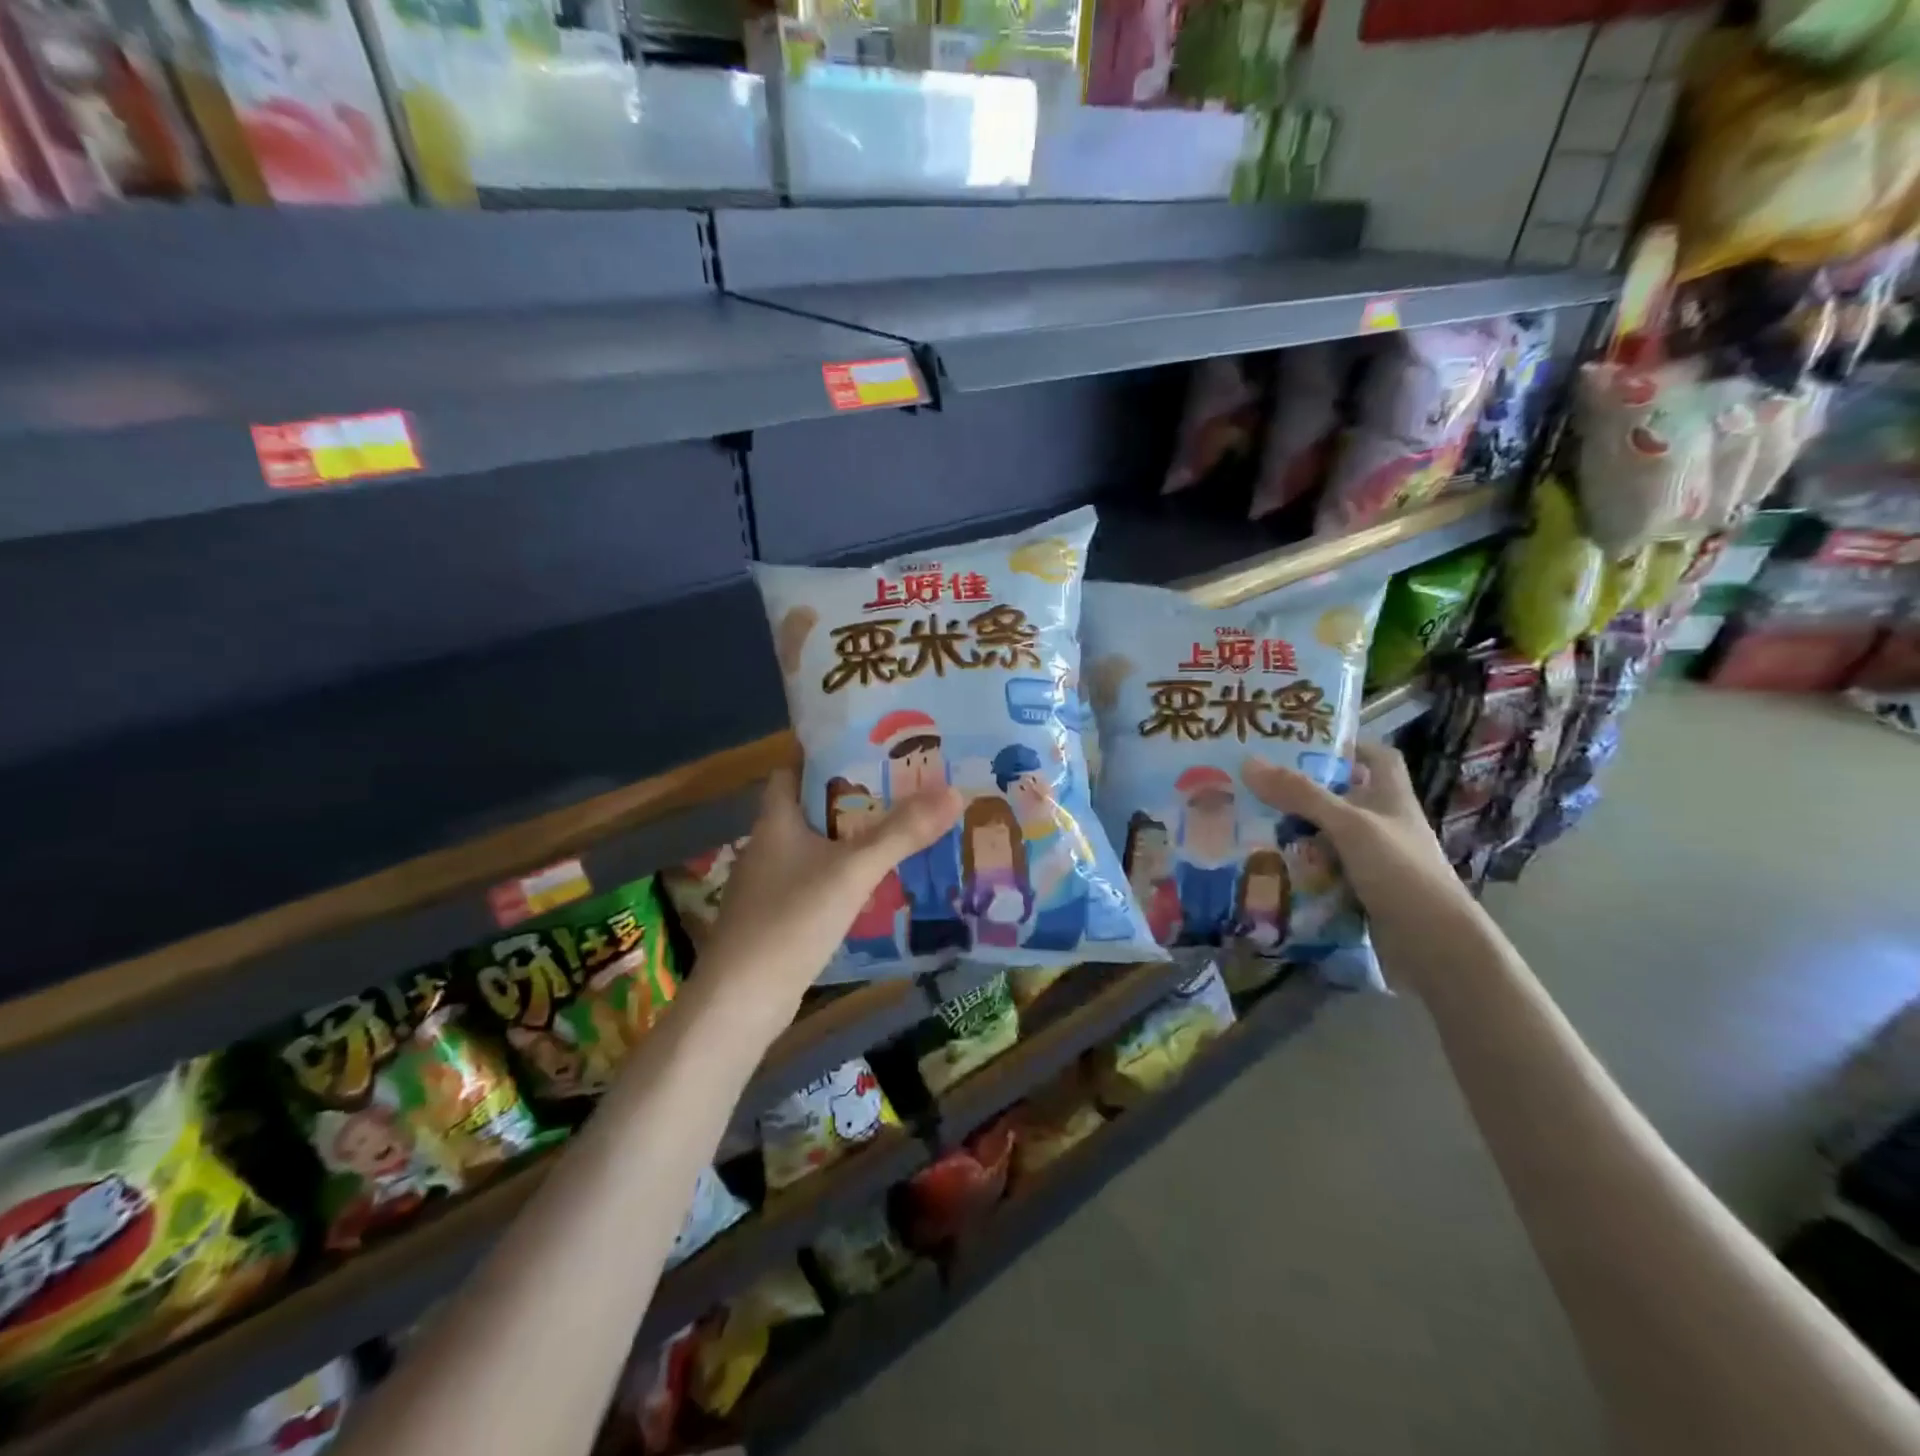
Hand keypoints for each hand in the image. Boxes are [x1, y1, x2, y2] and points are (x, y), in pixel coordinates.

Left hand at [700, 768, 961, 1003]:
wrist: (741, 1003)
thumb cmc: (790, 921)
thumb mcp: (852, 871)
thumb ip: (901, 833)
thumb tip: (955, 791)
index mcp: (776, 819)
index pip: (795, 768)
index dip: (828, 752)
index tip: (873, 745)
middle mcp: (769, 845)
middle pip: (813, 806)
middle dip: (855, 797)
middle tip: (906, 785)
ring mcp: (771, 884)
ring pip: (818, 846)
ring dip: (854, 838)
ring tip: (903, 828)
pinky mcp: (779, 918)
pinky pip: (819, 881)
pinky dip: (846, 875)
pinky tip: (879, 883)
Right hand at [1240, 743, 1467, 928]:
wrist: (1434, 946)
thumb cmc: (1400, 872)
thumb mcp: (1349, 825)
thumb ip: (1301, 794)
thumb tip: (1248, 762)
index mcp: (1391, 798)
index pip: (1377, 757)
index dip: (1347, 746)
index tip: (1304, 743)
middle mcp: (1384, 824)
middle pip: (1341, 796)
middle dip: (1302, 791)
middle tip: (1255, 784)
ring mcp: (1373, 860)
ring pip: (1327, 835)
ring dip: (1294, 830)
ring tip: (1248, 821)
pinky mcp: (1360, 891)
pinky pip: (1322, 870)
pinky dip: (1298, 866)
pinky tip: (1266, 864)